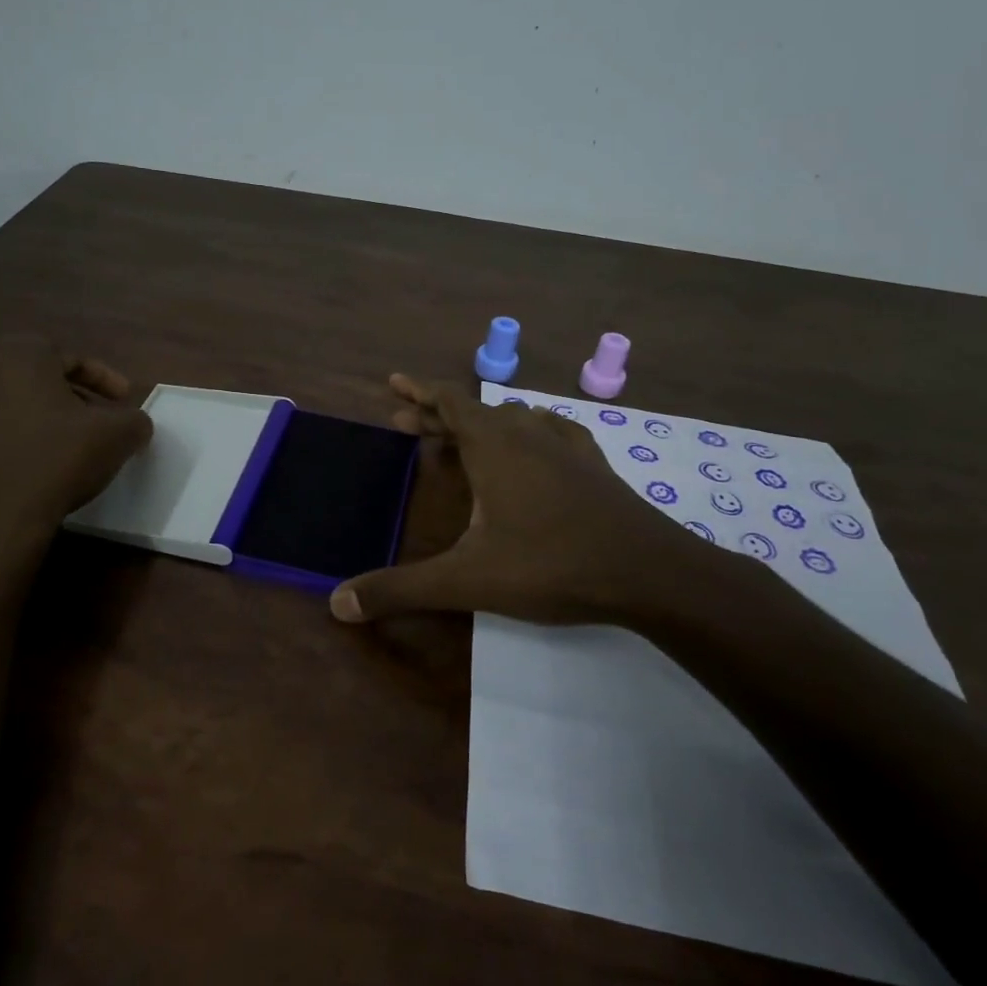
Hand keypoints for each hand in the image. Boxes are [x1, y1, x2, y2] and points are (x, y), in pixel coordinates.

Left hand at [0, 336, 153, 536]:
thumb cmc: (57, 460)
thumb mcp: (116, 436)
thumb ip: (135, 420)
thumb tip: (136, 424)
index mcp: (21, 354)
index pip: (72, 358)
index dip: (104, 379)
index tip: (123, 402)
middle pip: (34, 378)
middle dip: (65, 398)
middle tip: (89, 425)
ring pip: (1, 405)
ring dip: (29, 421)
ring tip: (53, 450)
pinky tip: (17, 472)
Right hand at [330, 375, 772, 631]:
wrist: (649, 573)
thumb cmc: (551, 565)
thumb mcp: (466, 580)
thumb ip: (401, 589)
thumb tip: (337, 603)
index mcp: (494, 446)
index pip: (449, 401)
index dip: (419, 391)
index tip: (394, 383)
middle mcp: (528, 433)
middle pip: (474, 411)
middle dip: (437, 414)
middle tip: (406, 421)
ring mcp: (566, 446)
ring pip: (513, 419)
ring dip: (480, 424)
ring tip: (460, 439)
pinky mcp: (594, 465)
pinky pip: (552, 432)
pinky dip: (528, 431)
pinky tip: (535, 442)